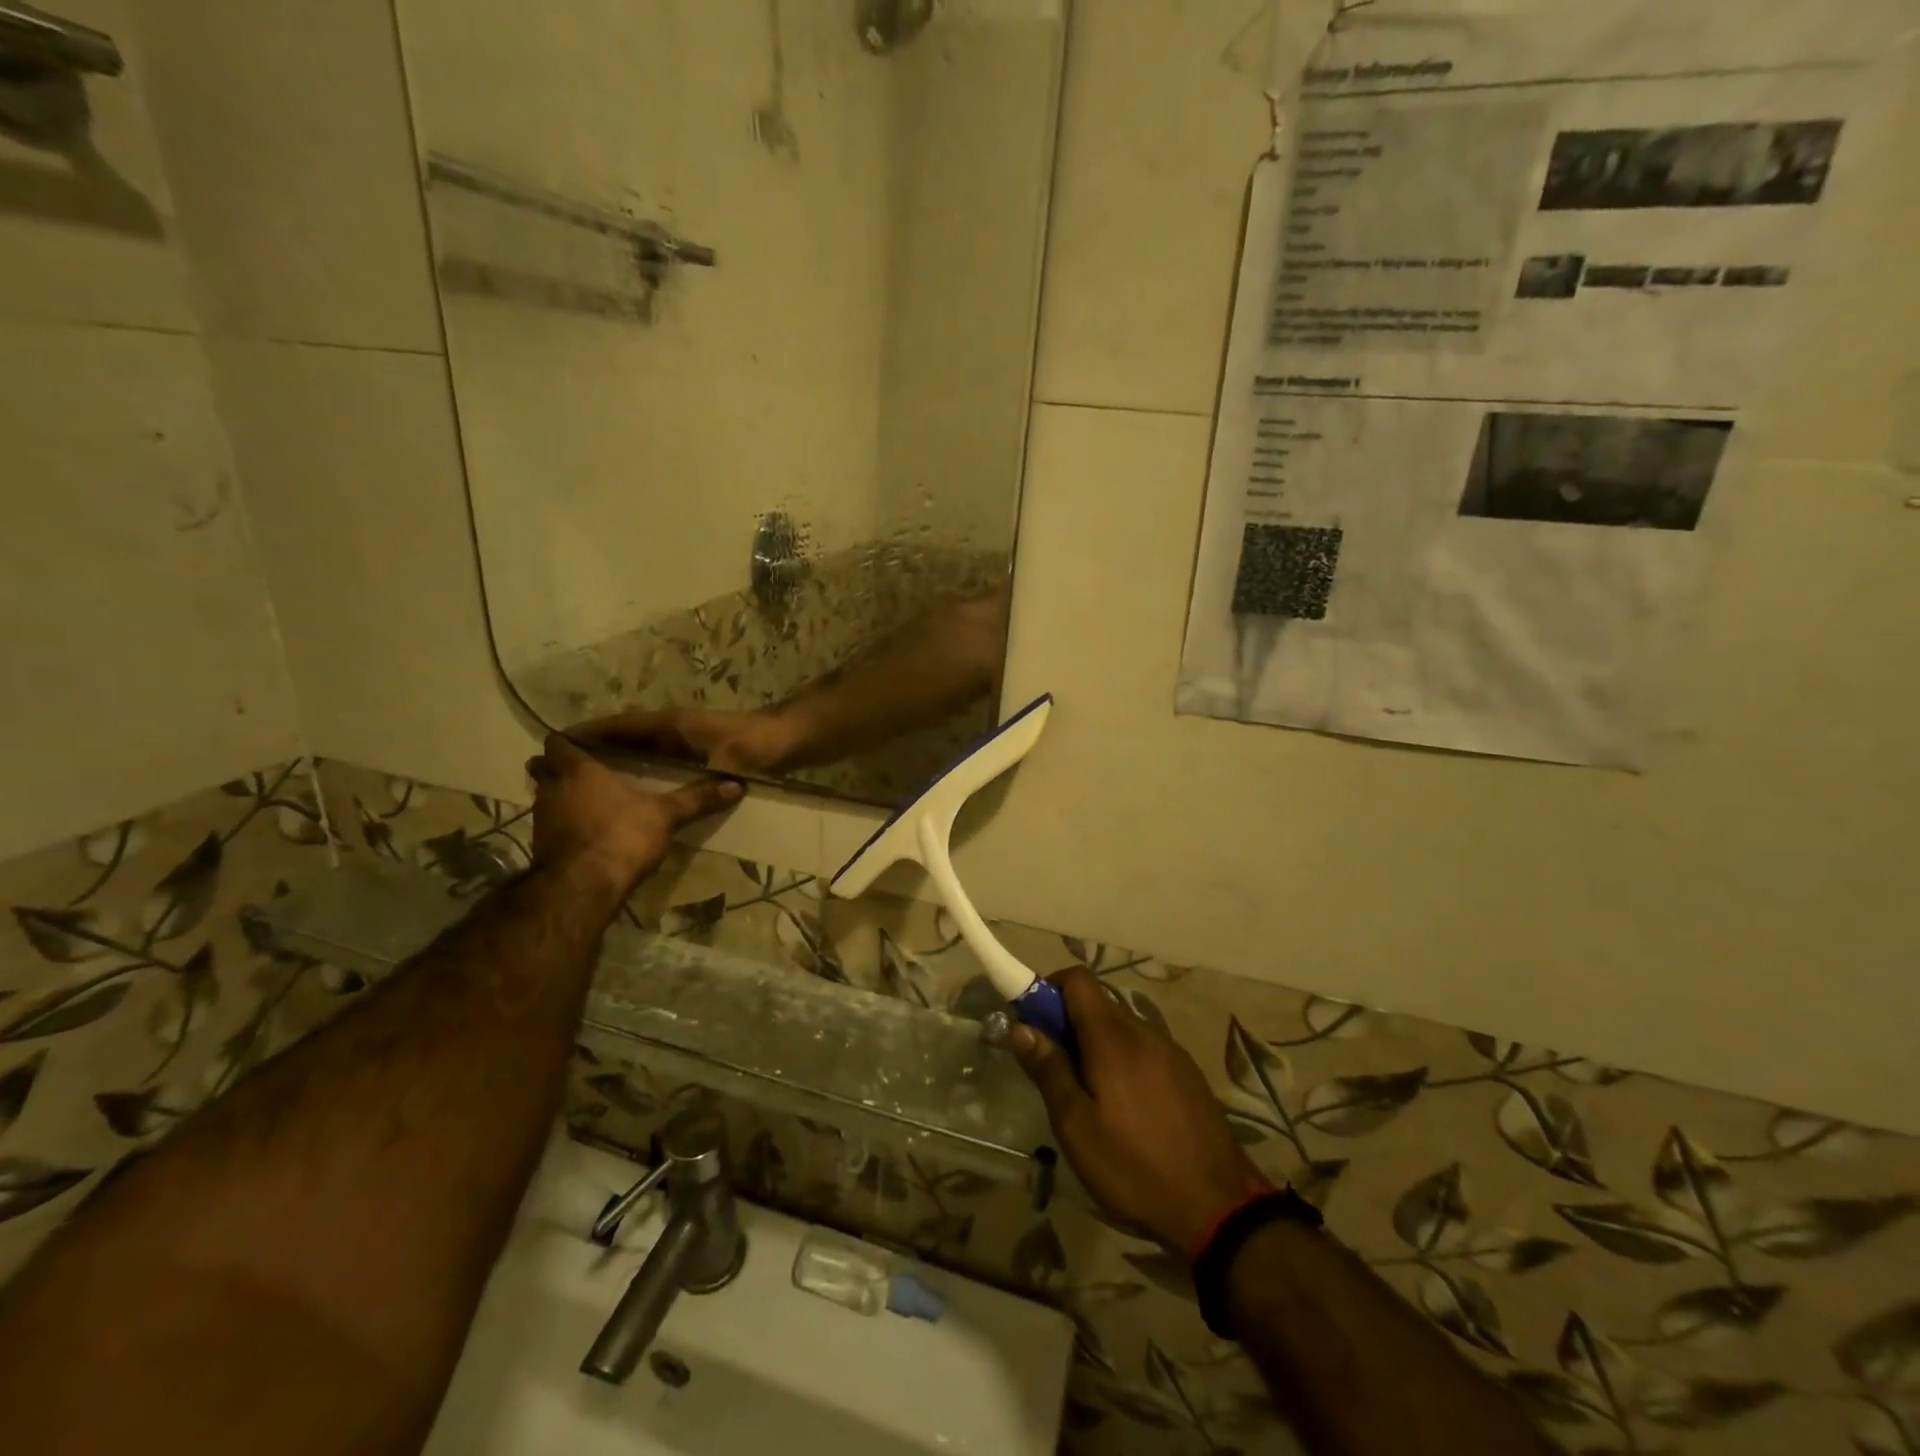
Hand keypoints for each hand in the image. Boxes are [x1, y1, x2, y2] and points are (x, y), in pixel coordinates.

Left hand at [525, 733, 742, 894]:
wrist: (583, 887)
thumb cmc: (621, 835)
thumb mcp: (666, 815)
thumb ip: (697, 799)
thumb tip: (737, 785)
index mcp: (578, 769)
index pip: (559, 741)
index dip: (571, 739)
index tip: (589, 743)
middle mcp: (552, 789)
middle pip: (545, 769)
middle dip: (563, 768)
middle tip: (591, 771)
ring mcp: (542, 819)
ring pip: (548, 797)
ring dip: (565, 797)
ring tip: (594, 801)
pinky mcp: (542, 847)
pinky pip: (552, 825)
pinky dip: (567, 824)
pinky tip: (590, 832)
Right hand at [570, 707, 802, 775]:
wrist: (786, 740)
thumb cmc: (756, 746)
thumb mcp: (729, 762)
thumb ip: (705, 780)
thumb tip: (666, 799)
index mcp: (673, 725)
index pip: (624, 726)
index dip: (592, 733)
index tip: (557, 743)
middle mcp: (672, 729)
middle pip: (623, 737)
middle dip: (591, 750)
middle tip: (553, 765)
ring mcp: (681, 740)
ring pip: (636, 748)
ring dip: (608, 759)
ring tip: (573, 778)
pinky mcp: (690, 753)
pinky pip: (651, 759)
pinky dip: (631, 768)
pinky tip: (616, 789)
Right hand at [990, 966, 1270, 1257]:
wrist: (1219, 1209)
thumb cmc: (1135, 1168)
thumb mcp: (1077, 1127)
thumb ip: (1049, 1070)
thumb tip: (1021, 1027)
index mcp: (1113, 1037)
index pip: (1077, 979)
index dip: (1048, 990)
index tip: (1032, 1025)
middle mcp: (1144, 1032)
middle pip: (1098, 1003)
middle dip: (1068, 1023)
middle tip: (1054, 1070)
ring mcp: (1171, 1052)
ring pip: (1121, 1028)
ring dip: (1096, 1045)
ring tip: (1088, 1097)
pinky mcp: (1187, 1074)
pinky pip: (1144, 1050)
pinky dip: (1123, 1061)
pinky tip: (1125, 1110)